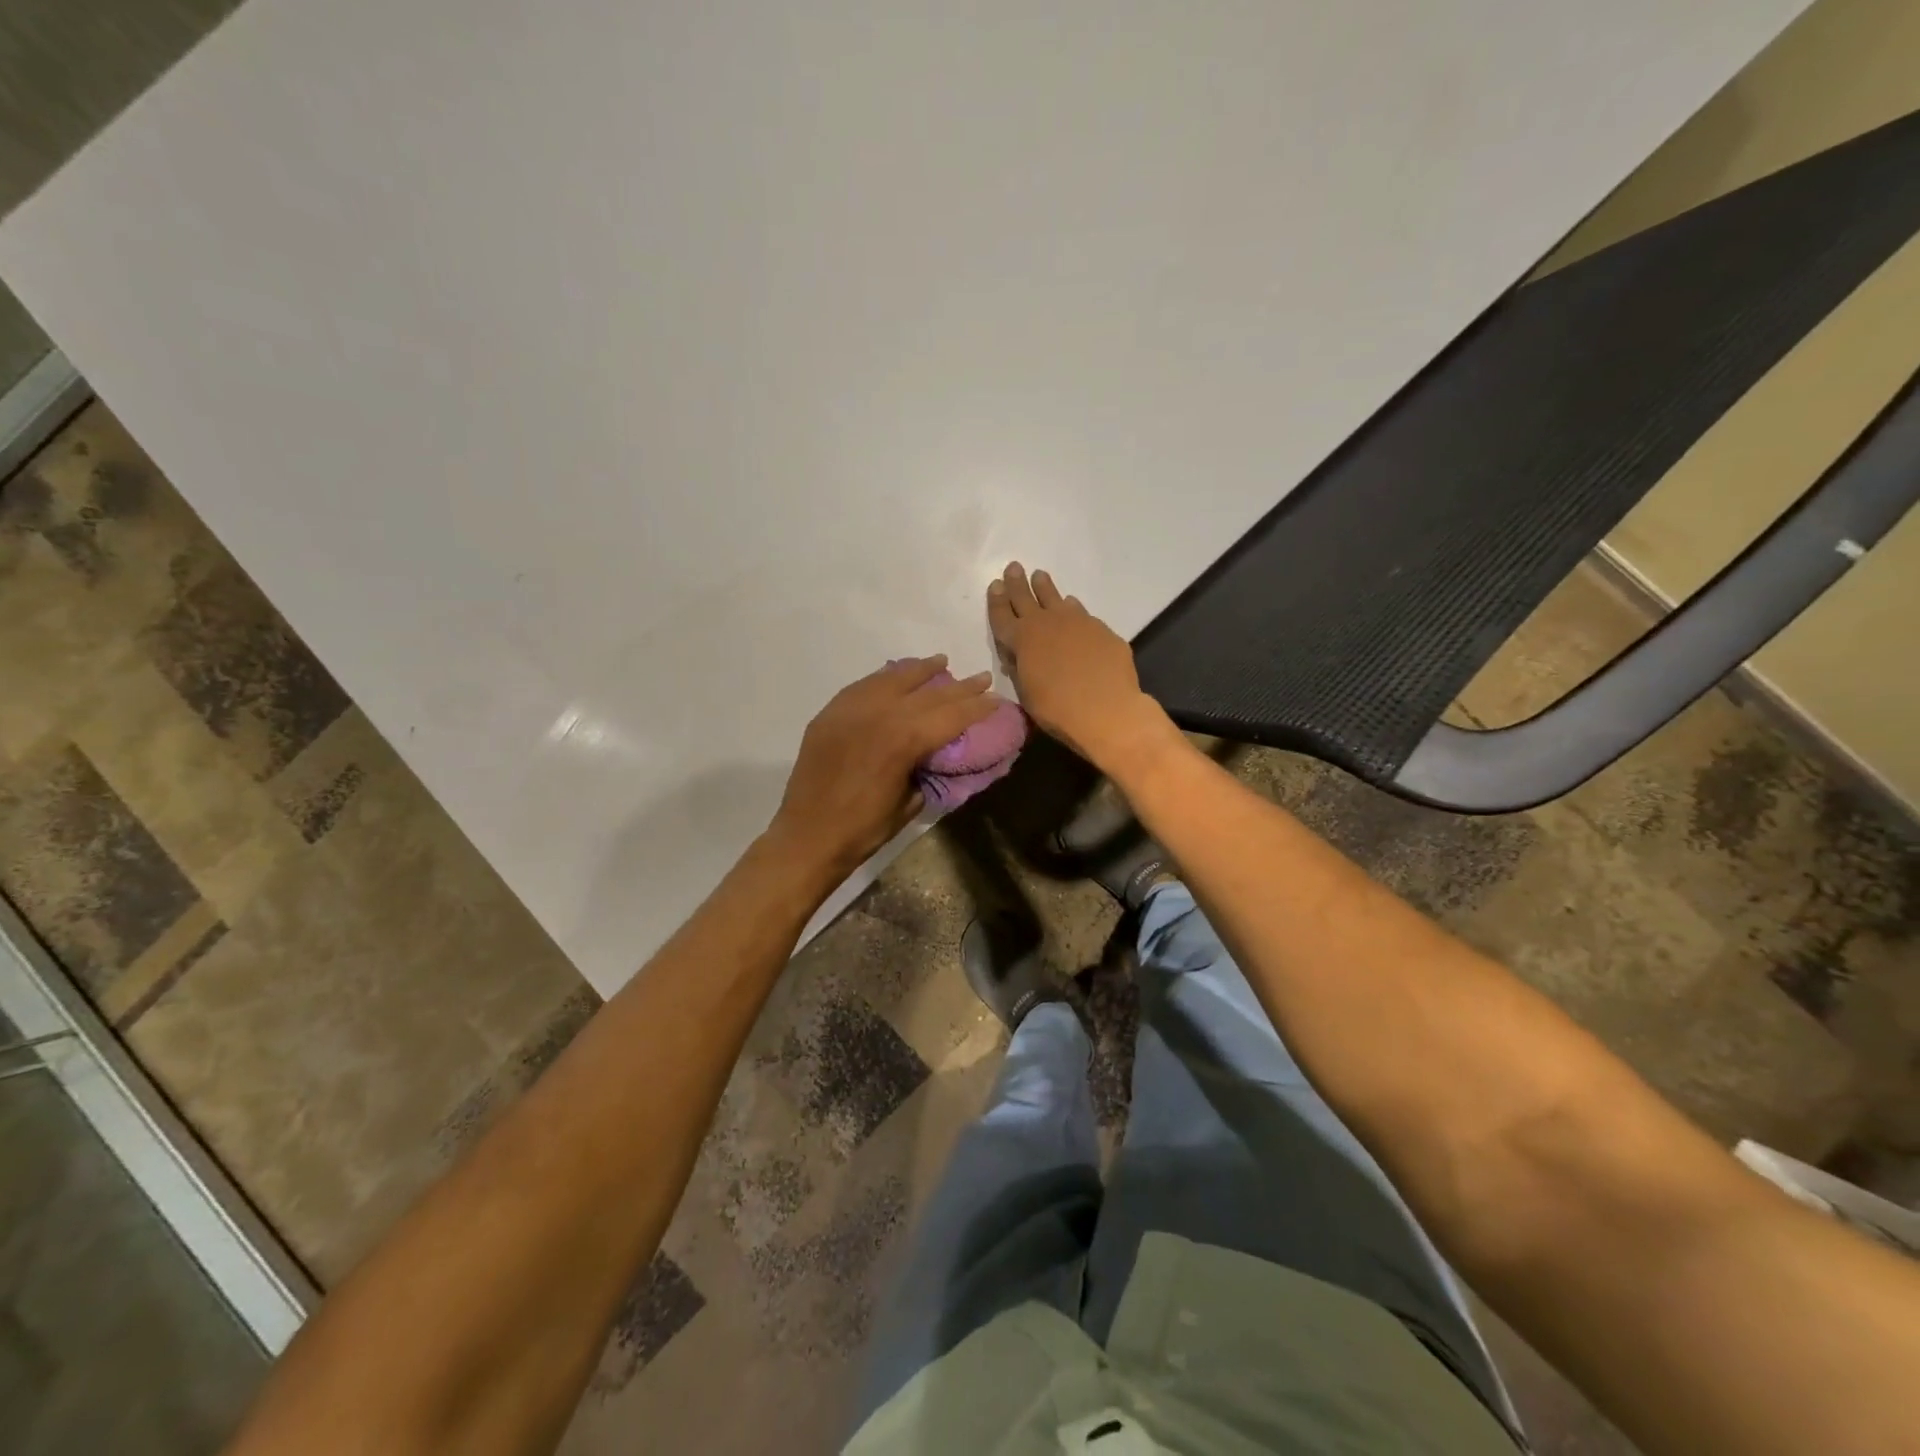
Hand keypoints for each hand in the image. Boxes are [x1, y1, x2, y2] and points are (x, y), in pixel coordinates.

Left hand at [769, 656, 997, 878]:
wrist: (807, 837)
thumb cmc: (864, 830)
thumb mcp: (910, 803)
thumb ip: (927, 770)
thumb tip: (938, 754)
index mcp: (902, 740)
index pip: (949, 715)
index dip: (976, 707)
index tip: (996, 698)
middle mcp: (877, 714)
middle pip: (926, 692)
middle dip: (957, 686)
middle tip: (980, 678)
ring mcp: (850, 710)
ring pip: (892, 679)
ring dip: (920, 670)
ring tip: (940, 662)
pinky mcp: (830, 714)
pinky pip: (863, 686)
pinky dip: (884, 679)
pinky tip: (896, 676)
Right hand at [988, 562, 1166, 766]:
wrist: (1106, 709)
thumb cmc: (1057, 708)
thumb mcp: (1027, 693)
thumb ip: (1020, 669)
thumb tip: (1018, 655)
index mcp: (1021, 640)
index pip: (1002, 616)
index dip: (997, 601)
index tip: (995, 585)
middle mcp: (1046, 623)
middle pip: (1026, 598)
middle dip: (1018, 583)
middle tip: (1014, 567)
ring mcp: (1076, 622)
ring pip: (1055, 598)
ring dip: (1045, 587)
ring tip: (1040, 576)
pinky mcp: (1100, 629)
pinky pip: (1080, 612)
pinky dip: (1072, 607)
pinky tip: (1072, 606)